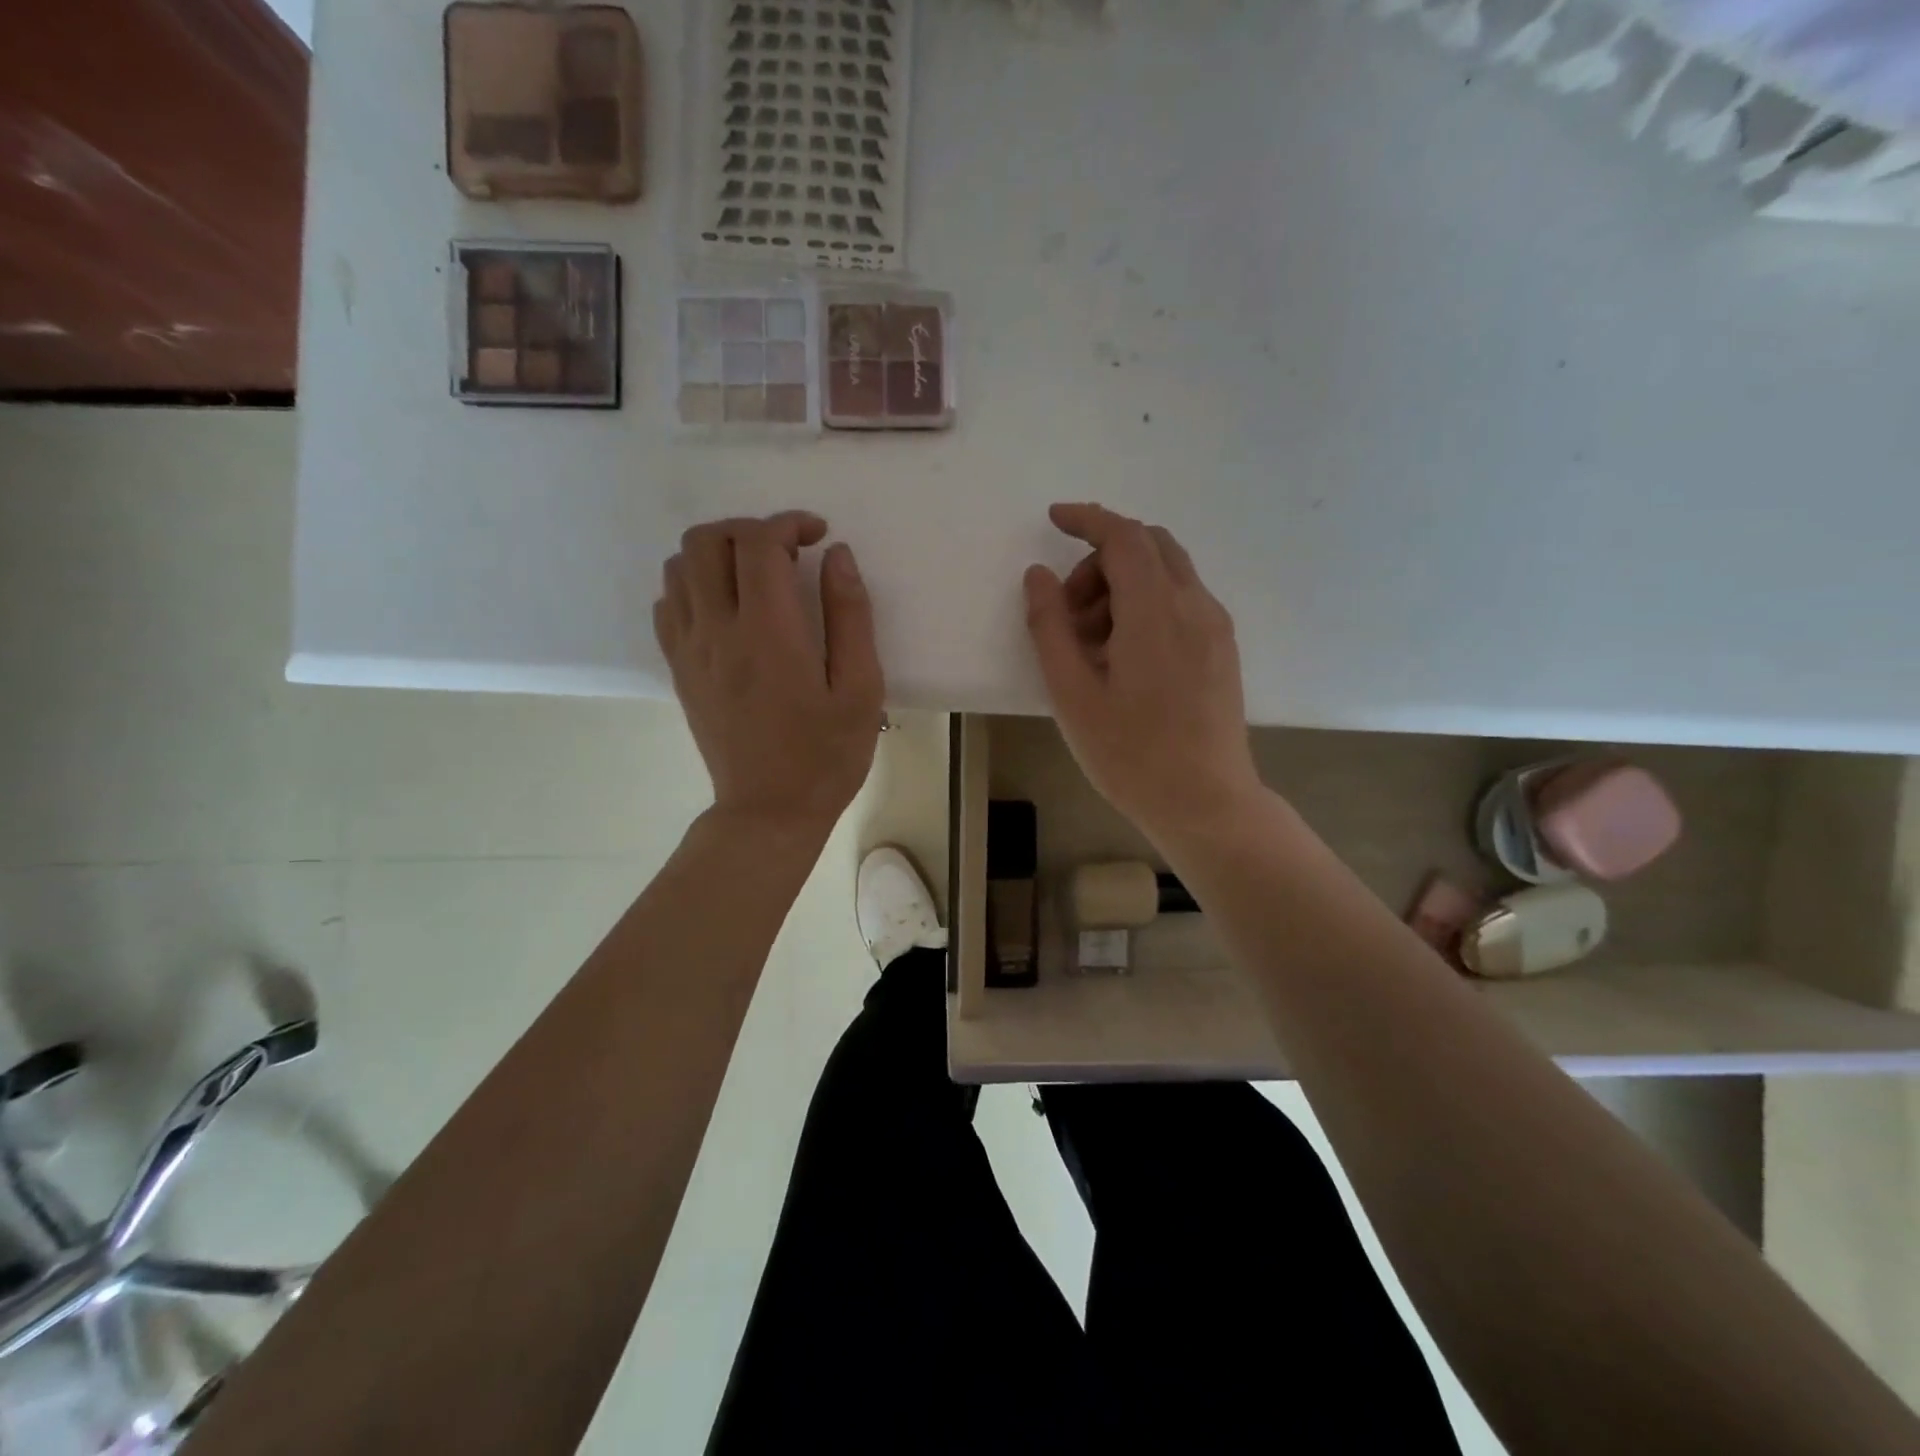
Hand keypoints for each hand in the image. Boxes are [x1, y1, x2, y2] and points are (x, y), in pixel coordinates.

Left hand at [655, 512, 883, 832]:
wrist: (769, 811)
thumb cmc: (826, 755)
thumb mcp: (861, 689)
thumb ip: (851, 616)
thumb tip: (838, 556)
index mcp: (768, 633)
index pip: (758, 543)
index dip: (788, 523)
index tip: (818, 537)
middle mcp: (718, 630)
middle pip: (706, 540)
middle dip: (748, 529)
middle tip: (785, 551)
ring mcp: (690, 650)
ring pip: (678, 566)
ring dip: (716, 553)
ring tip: (754, 575)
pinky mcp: (678, 670)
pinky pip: (666, 604)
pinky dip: (691, 586)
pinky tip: (725, 607)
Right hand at [1024, 503, 1260, 844]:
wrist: (1206, 804)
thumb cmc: (1131, 755)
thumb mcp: (1072, 694)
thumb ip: (1050, 627)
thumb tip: (1038, 576)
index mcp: (1155, 612)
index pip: (1123, 537)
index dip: (1087, 519)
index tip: (1054, 519)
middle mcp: (1195, 605)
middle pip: (1149, 546)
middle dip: (1101, 560)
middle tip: (1069, 612)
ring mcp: (1216, 627)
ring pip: (1167, 573)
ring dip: (1124, 584)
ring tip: (1093, 646)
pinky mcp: (1223, 649)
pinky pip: (1183, 600)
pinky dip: (1148, 604)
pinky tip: (1126, 656)